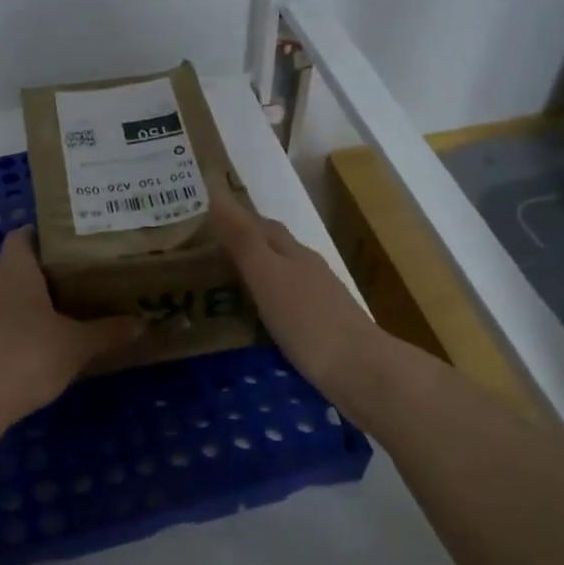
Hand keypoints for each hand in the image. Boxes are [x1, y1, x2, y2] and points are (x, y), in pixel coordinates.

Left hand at [0, 229, 144, 420]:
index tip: (66, 243)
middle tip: (77, 283)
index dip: (40, 235)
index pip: (21, 237)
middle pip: (14, 269)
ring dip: (27, 306)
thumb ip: (108, 332)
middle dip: (42, 275)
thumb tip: (142, 323)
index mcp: (14, 271)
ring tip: (61, 316)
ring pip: (4, 299)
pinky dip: (14, 331)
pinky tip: (37, 349)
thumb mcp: (77, 345)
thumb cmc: (29, 355)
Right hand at [209, 193, 387, 404]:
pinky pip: (289, 308)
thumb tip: (216, 194)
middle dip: (245, 249)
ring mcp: (321, 301)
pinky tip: (257, 325)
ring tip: (224, 293)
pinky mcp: (324, 330)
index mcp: (294, 253)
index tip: (203, 227)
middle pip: (275, 250)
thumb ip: (242, 239)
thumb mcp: (267, 276)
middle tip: (205, 261)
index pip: (262, 226)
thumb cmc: (307, 320)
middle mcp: (309, 270)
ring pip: (283, 279)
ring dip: (257, 280)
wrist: (360, 370)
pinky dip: (269, 308)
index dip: (235, 221)